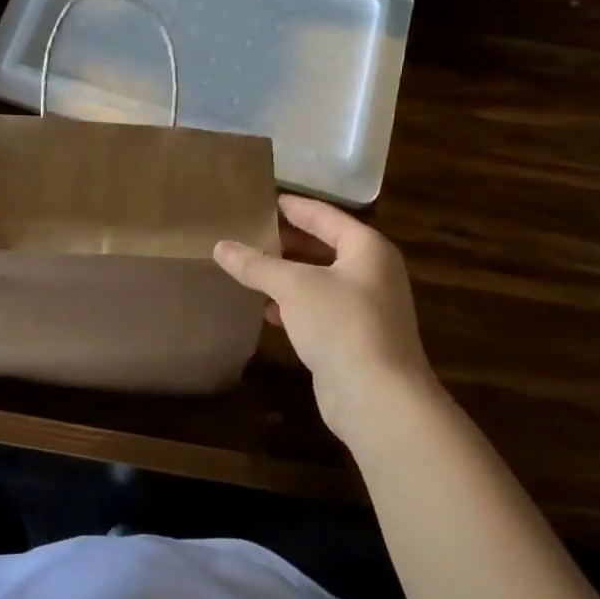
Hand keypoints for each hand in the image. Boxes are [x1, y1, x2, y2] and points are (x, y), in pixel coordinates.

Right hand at [214, 196, 437, 447]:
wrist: (379, 399)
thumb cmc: (341, 325)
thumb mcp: (293, 287)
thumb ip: (257, 264)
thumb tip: (220, 246)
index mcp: (367, 248)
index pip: (324, 215)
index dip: (293, 207)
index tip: (263, 199)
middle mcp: (372, 272)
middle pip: (324, 246)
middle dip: (287, 242)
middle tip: (249, 232)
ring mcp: (367, 308)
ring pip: (320, 280)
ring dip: (288, 275)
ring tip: (250, 267)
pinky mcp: (356, 338)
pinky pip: (320, 309)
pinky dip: (295, 305)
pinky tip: (267, 310)